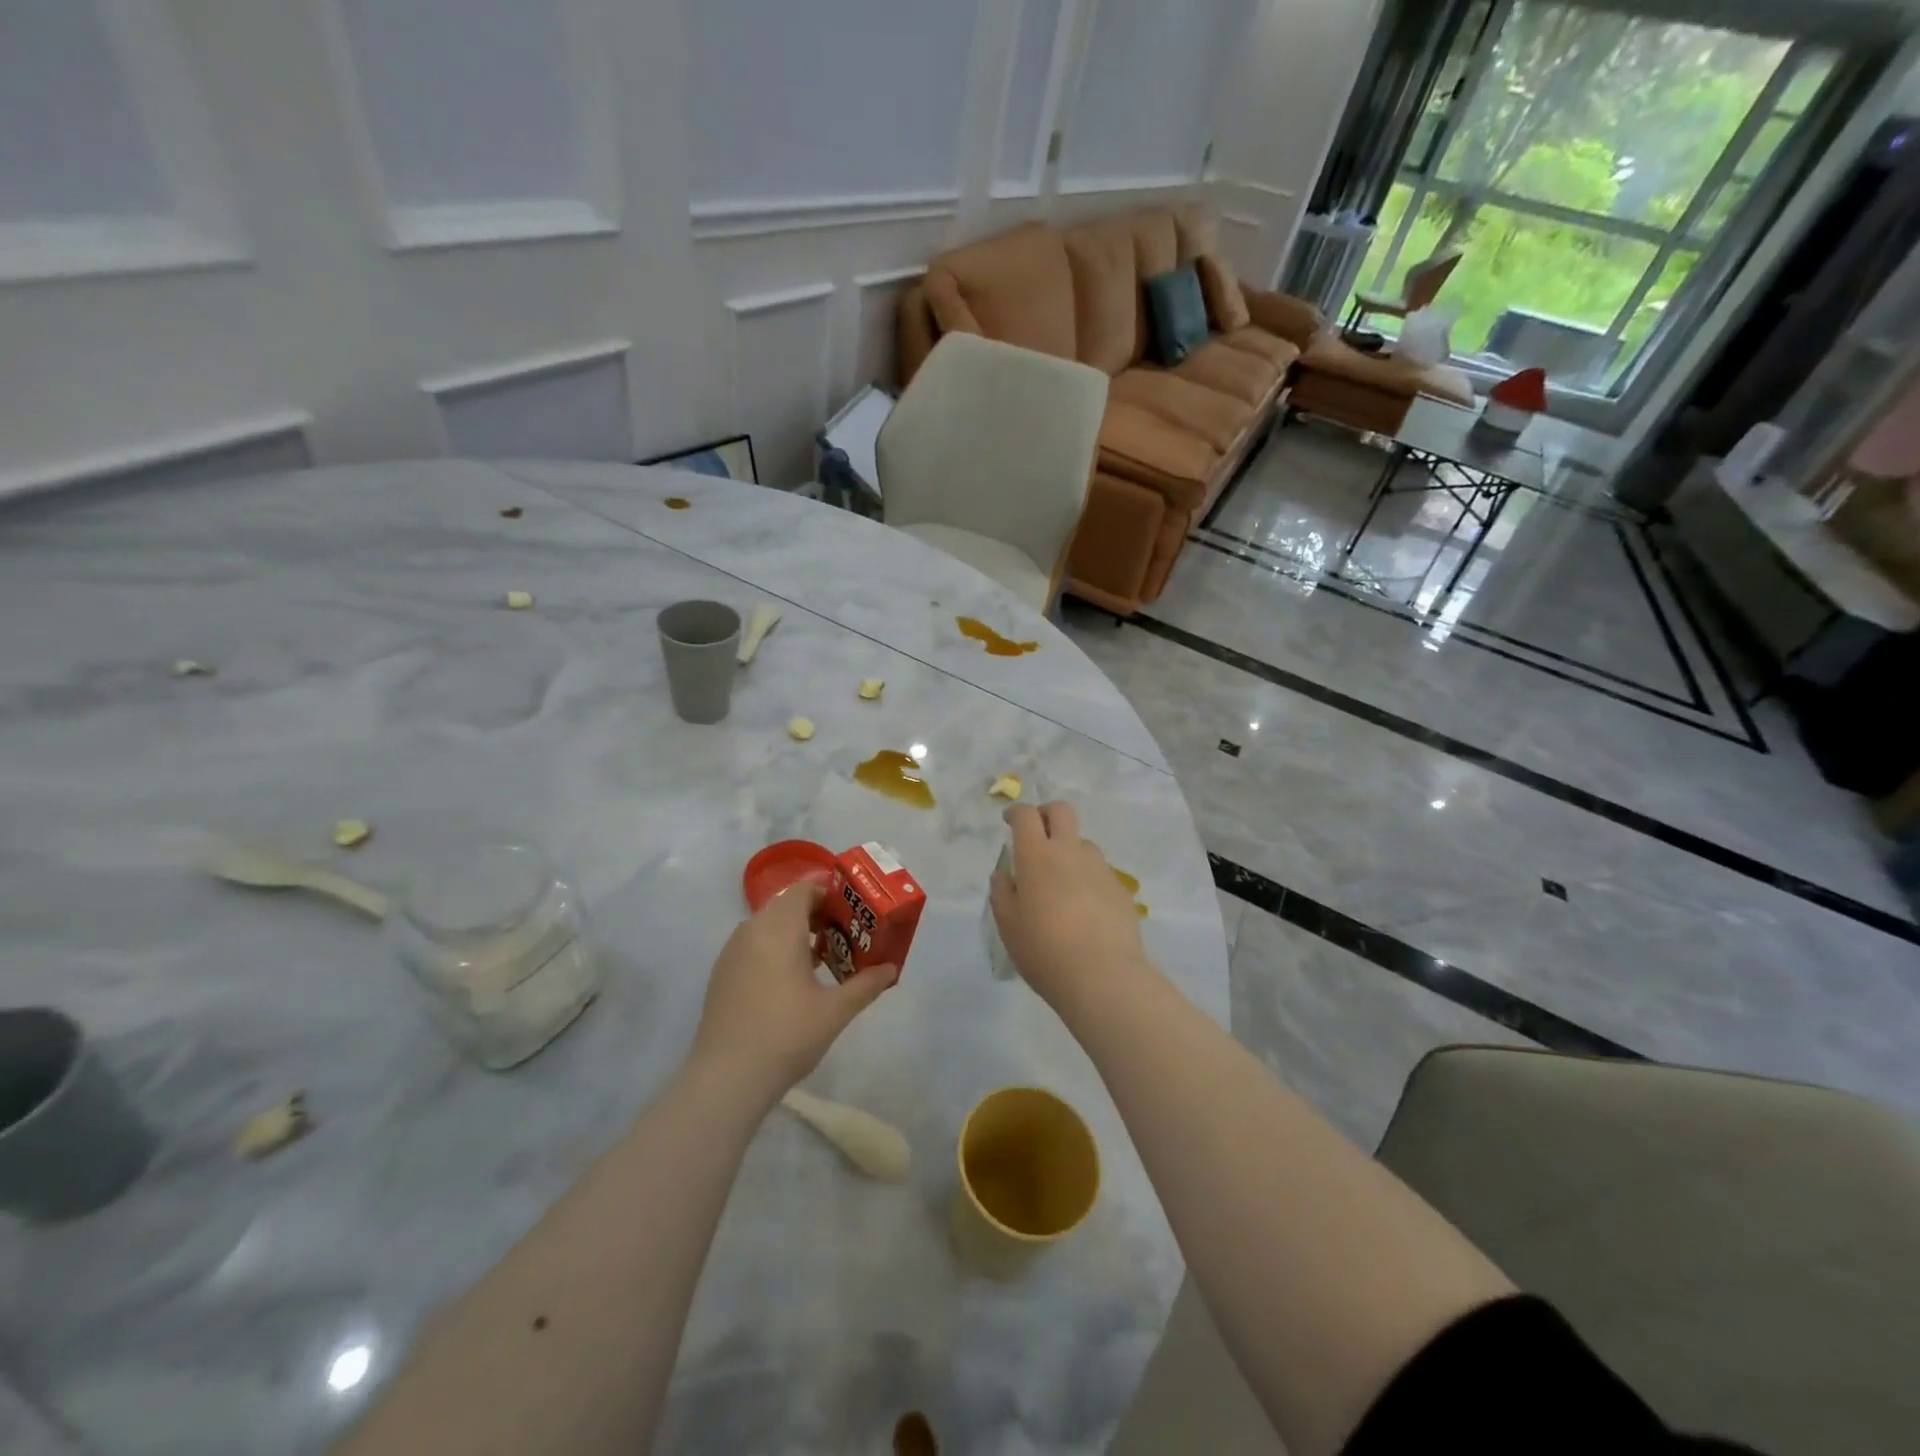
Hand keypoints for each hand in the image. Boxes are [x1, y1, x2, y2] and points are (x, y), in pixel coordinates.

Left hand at [688, 880, 894, 1106]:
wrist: (726, 1078)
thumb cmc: (786, 1036)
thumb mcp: (835, 1011)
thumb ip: (866, 985)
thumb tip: (890, 969)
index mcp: (779, 930)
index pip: (804, 890)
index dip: (829, 894)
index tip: (851, 914)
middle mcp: (752, 930)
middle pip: (786, 906)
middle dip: (815, 915)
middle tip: (842, 937)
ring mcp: (731, 952)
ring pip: (767, 926)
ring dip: (794, 933)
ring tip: (819, 960)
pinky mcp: (721, 974)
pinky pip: (752, 945)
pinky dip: (773, 949)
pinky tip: (789, 983)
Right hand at [990, 801, 1148, 1006]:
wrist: (1103, 976)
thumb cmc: (1044, 950)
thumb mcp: (1008, 925)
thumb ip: (1002, 892)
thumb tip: (1005, 873)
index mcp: (1037, 856)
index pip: (1026, 816)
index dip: (1016, 812)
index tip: (1009, 821)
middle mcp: (1070, 852)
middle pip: (1061, 811)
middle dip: (1046, 814)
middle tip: (1037, 834)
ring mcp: (1099, 868)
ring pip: (1083, 842)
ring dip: (1069, 849)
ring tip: (1061, 881)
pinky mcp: (1120, 888)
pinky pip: (1099, 871)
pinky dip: (1087, 878)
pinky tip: (1084, 908)